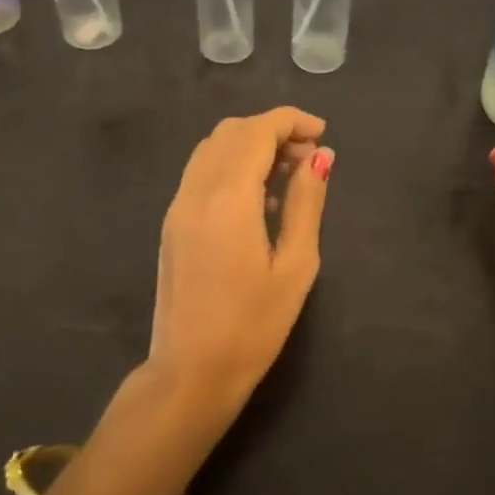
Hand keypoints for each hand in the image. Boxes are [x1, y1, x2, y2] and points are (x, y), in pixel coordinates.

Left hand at [145, 108, 334, 431]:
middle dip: (273, 130)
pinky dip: (232, 165)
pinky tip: (258, 198)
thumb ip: (306, 202)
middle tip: (310, 157)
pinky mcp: (172, 223)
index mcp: (228, 198)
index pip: (257, 131)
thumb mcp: (295, 265)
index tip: (322, 134)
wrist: (190, 373)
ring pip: (212, 148)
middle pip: (232, 132)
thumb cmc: (253, 325)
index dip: (292, 121)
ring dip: (250, 145)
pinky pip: (202, 172)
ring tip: (288, 174)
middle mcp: (196, 191)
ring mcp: (178, 206)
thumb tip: (320, 157)